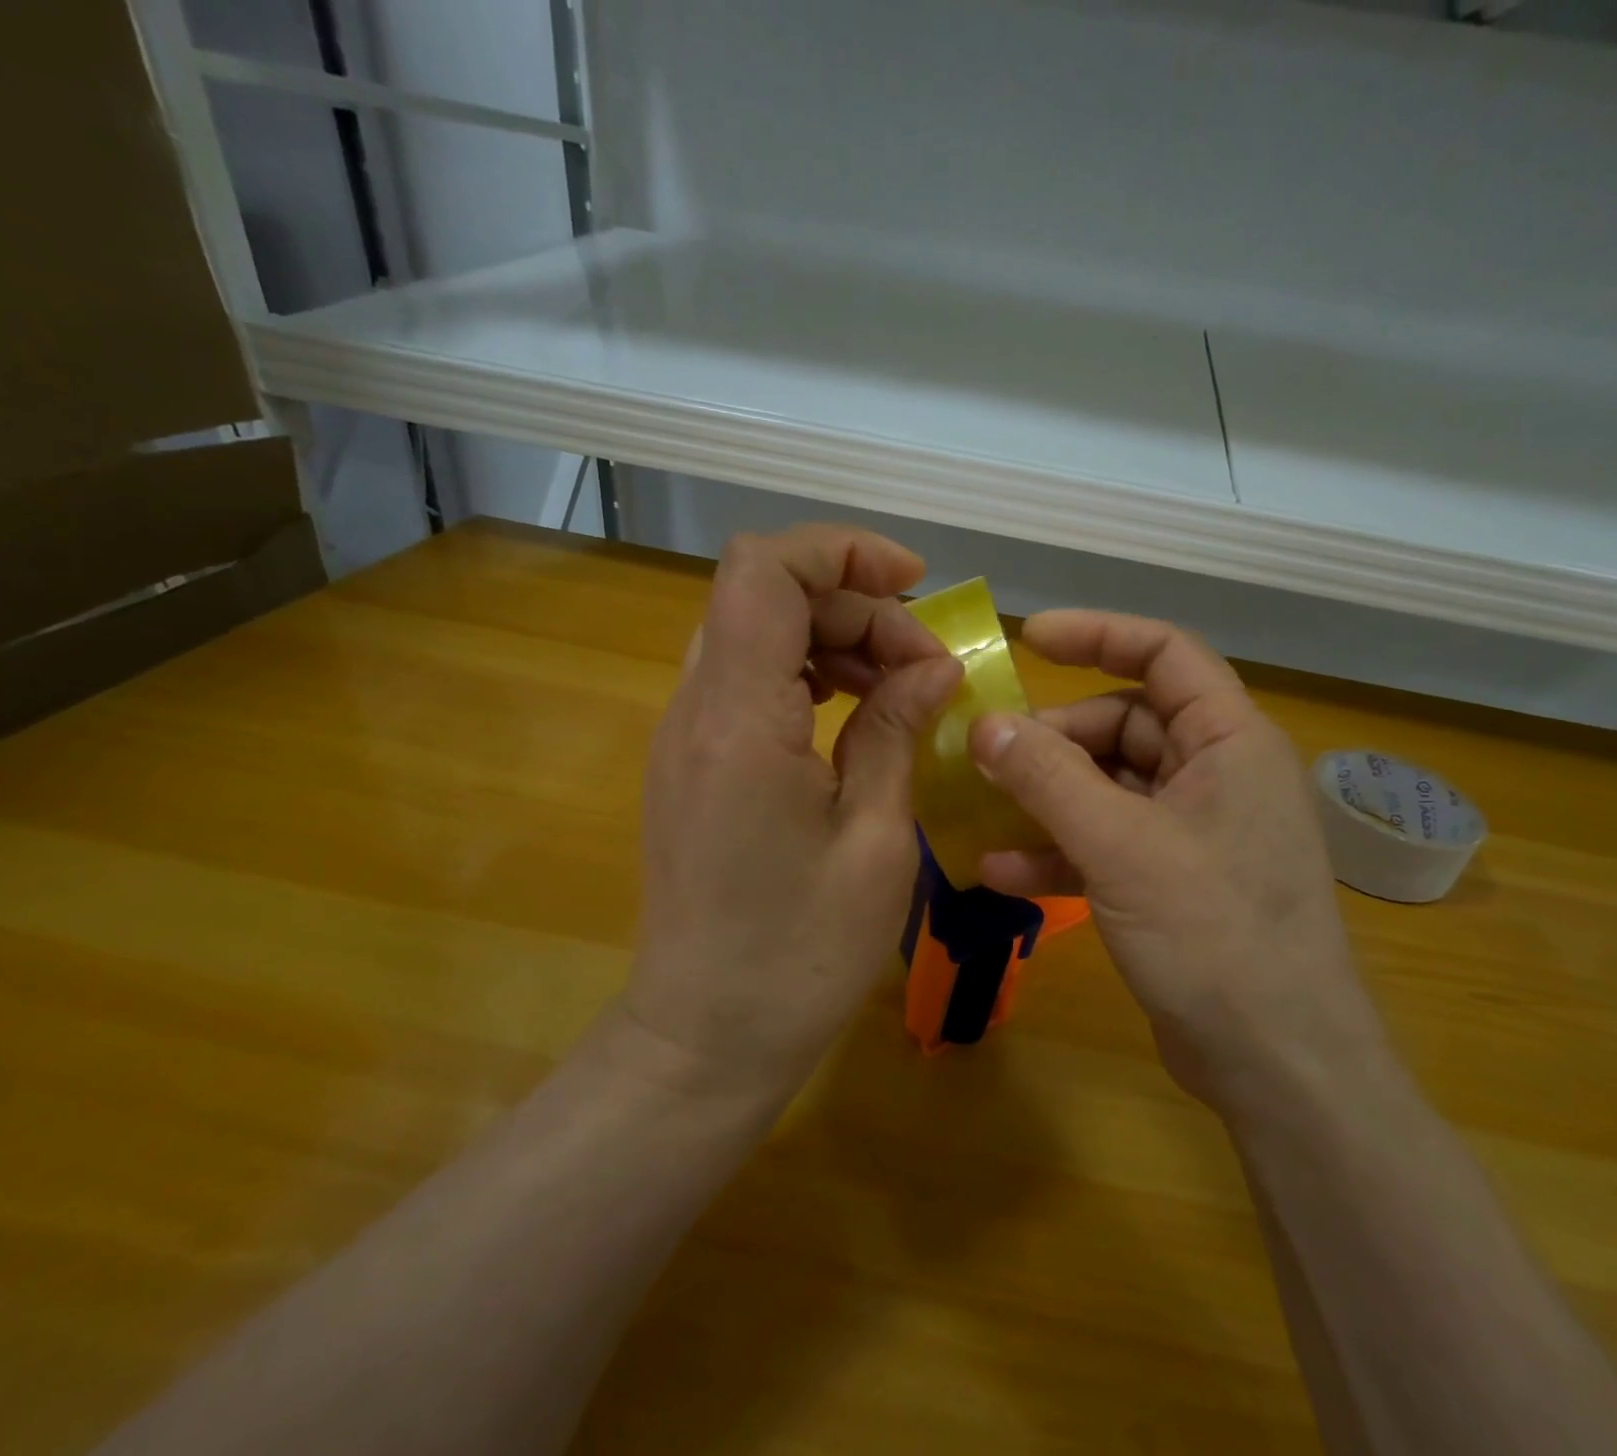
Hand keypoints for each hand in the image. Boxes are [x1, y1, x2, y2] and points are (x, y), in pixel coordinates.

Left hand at [624, 526, 962, 1106]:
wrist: (703, 1037)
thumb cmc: (799, 953)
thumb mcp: (874, 839)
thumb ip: (895, 731)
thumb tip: (931, 667)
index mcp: (739, 720)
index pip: (764, 571)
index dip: (841, 551)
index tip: (914, 587)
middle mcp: (696, 709)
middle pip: (767, 596)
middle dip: (857, 607)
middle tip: (927, 667)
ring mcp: (685, 735)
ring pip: (758, 634)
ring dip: (835, 640)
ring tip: (902, 690)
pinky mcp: (692, 763)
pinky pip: (749, 682)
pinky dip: (808, 676)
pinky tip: (857, 720)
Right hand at [967, 611, 1390, 1121]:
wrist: (1276, 1065)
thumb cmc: (1214, 935)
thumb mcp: (1121, 846)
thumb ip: (1048, 779)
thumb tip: (984, 724)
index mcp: (1229, 741)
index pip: (1165, 654)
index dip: (1099, 635)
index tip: (1029, 639)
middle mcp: (1215, 774)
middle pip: (1123, 725)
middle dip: (1053, 739)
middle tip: (987, 755)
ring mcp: (1192, 831)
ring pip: (1107, 787)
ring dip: (1045, 796)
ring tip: (980, 805)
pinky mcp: (1170, 881)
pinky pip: (1105, 842)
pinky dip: (1056, 849)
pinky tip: (999, 869)